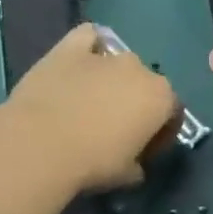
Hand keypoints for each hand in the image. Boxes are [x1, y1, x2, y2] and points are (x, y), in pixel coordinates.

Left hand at [2, 23, 179, 191]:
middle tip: (115, 128)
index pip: (172, 112)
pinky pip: (88, 37)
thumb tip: (136, 165)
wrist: (40, 144)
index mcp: (161, 97)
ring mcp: (105, 54)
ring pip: (118, 61)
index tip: (144, 151)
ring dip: (112, 78)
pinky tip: (80, 61)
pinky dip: (89, 46)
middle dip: (135, 102)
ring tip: (91, 101)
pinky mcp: (71, 47)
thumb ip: (138, 166)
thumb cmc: (92, 163)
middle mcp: (139, 68)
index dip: (160, 133)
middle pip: (145, 84)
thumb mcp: (126, 176)